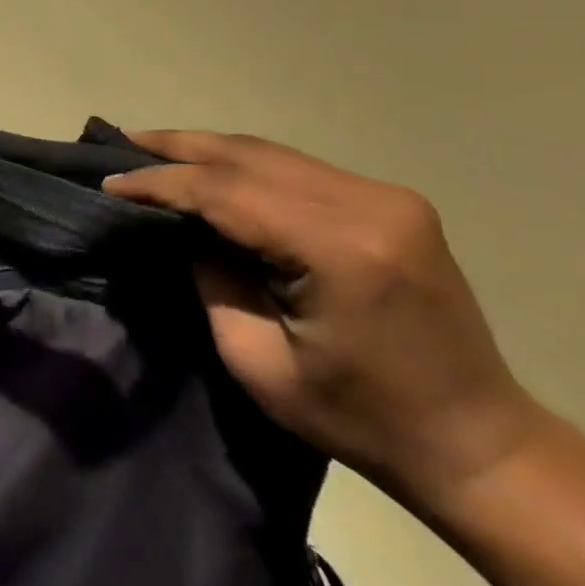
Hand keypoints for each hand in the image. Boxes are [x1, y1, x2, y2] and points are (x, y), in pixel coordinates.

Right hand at [104, 131, 547, 514]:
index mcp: (340, 250)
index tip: (109, 184)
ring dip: (207, 150)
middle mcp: (369, 204)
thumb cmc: (359, 418)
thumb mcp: (257, 362)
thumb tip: (183, 228)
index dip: (160, 184)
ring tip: (150, 150)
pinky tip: (209, 168)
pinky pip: (296, 168)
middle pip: (249, 155)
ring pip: (271, 153)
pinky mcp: (391, 202)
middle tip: (119, 143)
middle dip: (176, 147)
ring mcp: (387, 197)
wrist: (475, 442)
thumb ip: (212, 280)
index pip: (226, 192)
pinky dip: (242, 164)